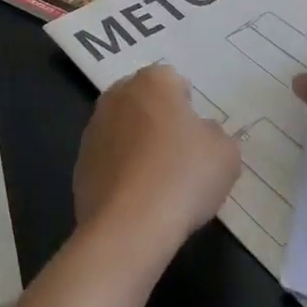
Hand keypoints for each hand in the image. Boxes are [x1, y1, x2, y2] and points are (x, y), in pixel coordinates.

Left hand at [74, 63, 240, 246]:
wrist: (129, 226)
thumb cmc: (183, 176)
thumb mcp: (225, 153)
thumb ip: (215, 134)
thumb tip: (202, 134)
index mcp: (153, 81)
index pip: (174, 81)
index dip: (189, 106)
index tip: (197, 135)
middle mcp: (118, 95)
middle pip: (144, 101)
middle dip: (159, 119)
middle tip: (180, 154)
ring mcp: (94, 128)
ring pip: (124, 129)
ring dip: (138, 144)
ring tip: (159, 182)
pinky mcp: (80, 162)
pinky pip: (109, 159)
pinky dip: (121, 171)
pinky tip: (137, 199)